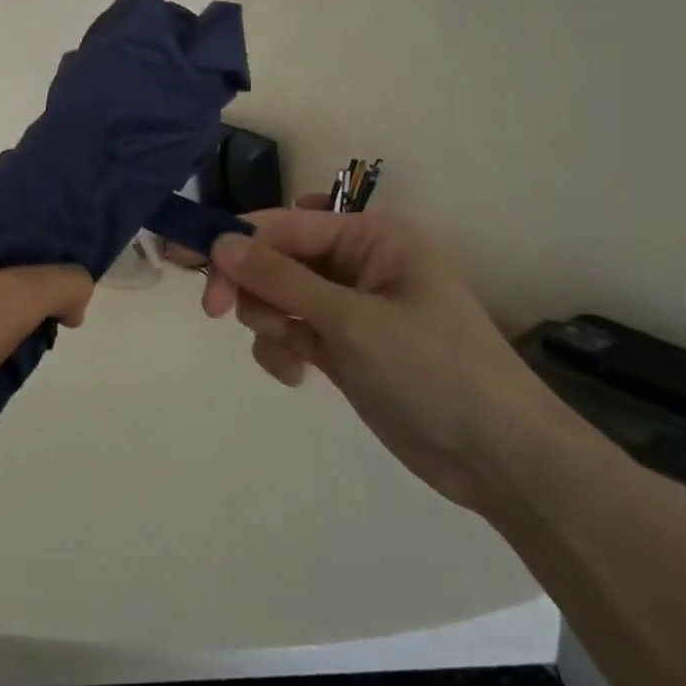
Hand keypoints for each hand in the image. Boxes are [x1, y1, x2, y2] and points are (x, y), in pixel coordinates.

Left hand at [0, 197, 93, 461]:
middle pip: (0, 252)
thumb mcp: (13, 303)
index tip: (68, 291)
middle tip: (42, 327)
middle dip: (28, 290)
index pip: (18, 214)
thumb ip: (62, 283)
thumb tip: (76, 289)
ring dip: (2, 317)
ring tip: (12, 351)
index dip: (52, 250)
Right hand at [191, 198, 575, 514]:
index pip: (282, 224)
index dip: (233, 240)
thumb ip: (279, 278)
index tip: (185, 261)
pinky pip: (290, 331)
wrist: (500, 461)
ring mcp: (349, 307)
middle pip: (274, 258)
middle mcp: (357, 263)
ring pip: (276, 296)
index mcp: (371, 236)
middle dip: (249, 286)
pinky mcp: (343, 345)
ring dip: (270, 322)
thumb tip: (218, 242)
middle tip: (217, 313)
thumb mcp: (351, 320)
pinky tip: (299, 376)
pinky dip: (283, 349)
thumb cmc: (434, 370)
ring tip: (295, 353)